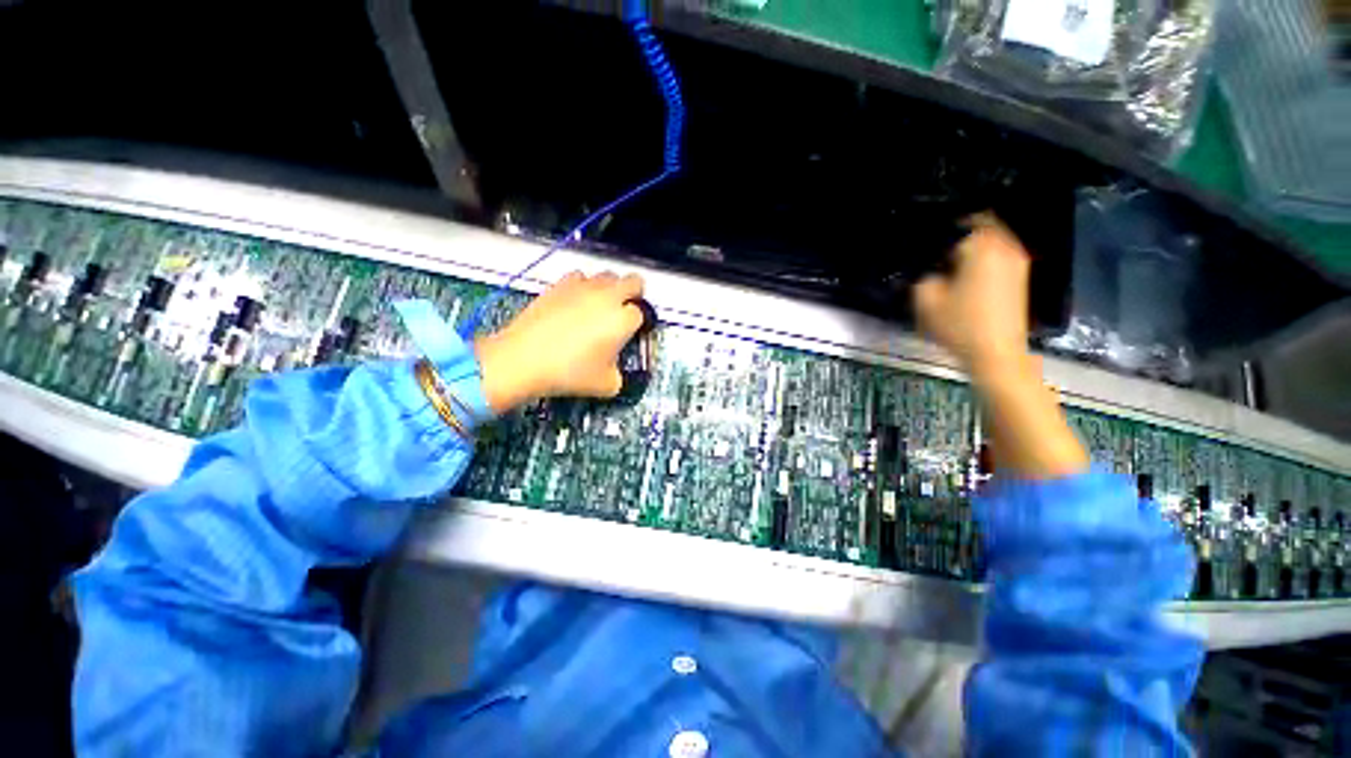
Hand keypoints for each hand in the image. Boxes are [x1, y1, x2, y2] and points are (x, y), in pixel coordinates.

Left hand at [475, 271, 645, 413]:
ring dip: (610, 288)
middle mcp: (608, 297)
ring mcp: (583, 287)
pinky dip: (584, 286)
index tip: (631, 333)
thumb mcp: (607, 385)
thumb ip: (620, 374)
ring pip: (608, 275)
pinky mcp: (560, 284)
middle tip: (625, 312)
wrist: (524, 359)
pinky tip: (576, 302)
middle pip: (634, 281)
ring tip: (600, 307)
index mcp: (623, 319)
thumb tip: (615, 369)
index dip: (639, 323)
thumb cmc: (569, 373)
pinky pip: (581, 276)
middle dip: (634, 295)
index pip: (642, 313)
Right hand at [913, 214, 1030, 378]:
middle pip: (980, 226)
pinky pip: (998, 255)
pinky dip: (982, 258)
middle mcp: (1005, 247)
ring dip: (971, 247)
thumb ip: (922, 277)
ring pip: (991, 240)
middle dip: (958, 234)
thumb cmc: (960, 324)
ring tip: (949, 264)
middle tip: (936, 252)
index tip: (925, 246)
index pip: (959, 222)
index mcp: (982, 247)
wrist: (997, 354)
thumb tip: (929, 269)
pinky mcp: (1020, 277)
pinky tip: (965, 276)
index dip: (939, 230)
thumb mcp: (926, 300)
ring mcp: (1017, 262)